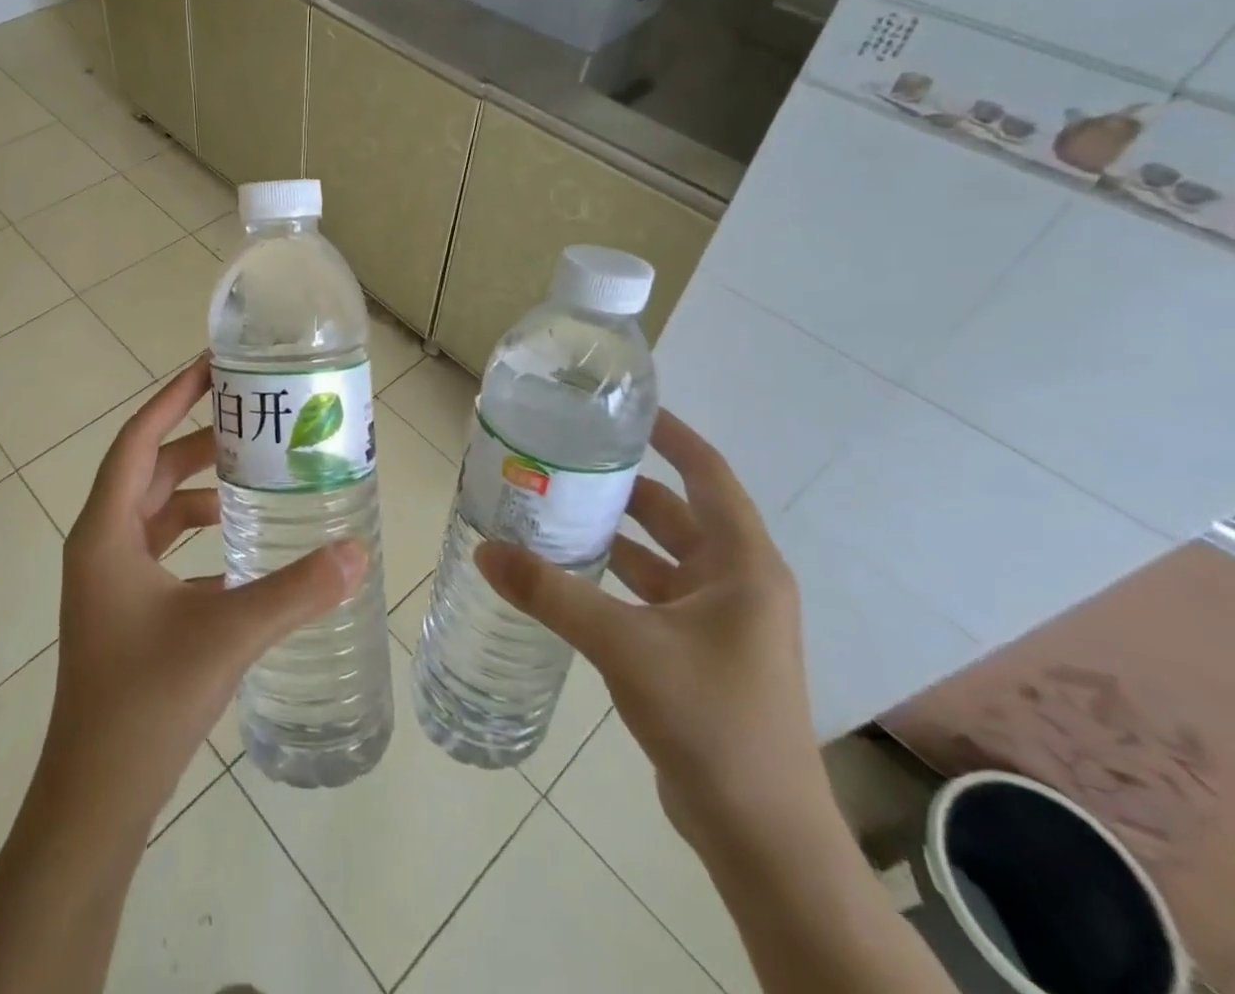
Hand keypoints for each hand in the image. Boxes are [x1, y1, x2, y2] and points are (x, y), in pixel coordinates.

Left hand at [39, 356, 366, 829]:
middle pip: (150, 470)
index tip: (212, 368)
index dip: (172, 398)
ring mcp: (109, 580)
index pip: (138, 439)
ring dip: (198, 488)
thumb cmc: (145, 701)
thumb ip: (295, 591)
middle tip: (252, 419)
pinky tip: (241, 546)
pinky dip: (197, 535)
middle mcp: (101, 545)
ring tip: (253, 475)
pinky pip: (162, 549)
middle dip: (198, 440)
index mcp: (106, 532)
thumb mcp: (227, 634)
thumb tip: (358, 551)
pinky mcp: (124, 610)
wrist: (95, 799)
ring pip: (156, 511)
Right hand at [476, 411, 820, 845]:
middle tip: (565, 462)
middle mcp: (738, 583)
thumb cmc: (709, 718)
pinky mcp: (699, 653)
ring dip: (615, 535)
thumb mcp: (623, 644)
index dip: (672, 435)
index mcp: (743, 565)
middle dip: (624, 487)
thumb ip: (551, 593)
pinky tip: (568, 575)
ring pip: (661, 557)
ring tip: (554, 510)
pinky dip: (615, 578)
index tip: (625, 410)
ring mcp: (720, 622)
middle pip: (677, 513)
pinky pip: (651, 595)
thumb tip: (486, 550)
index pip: (708, 474)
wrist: (760, 834)